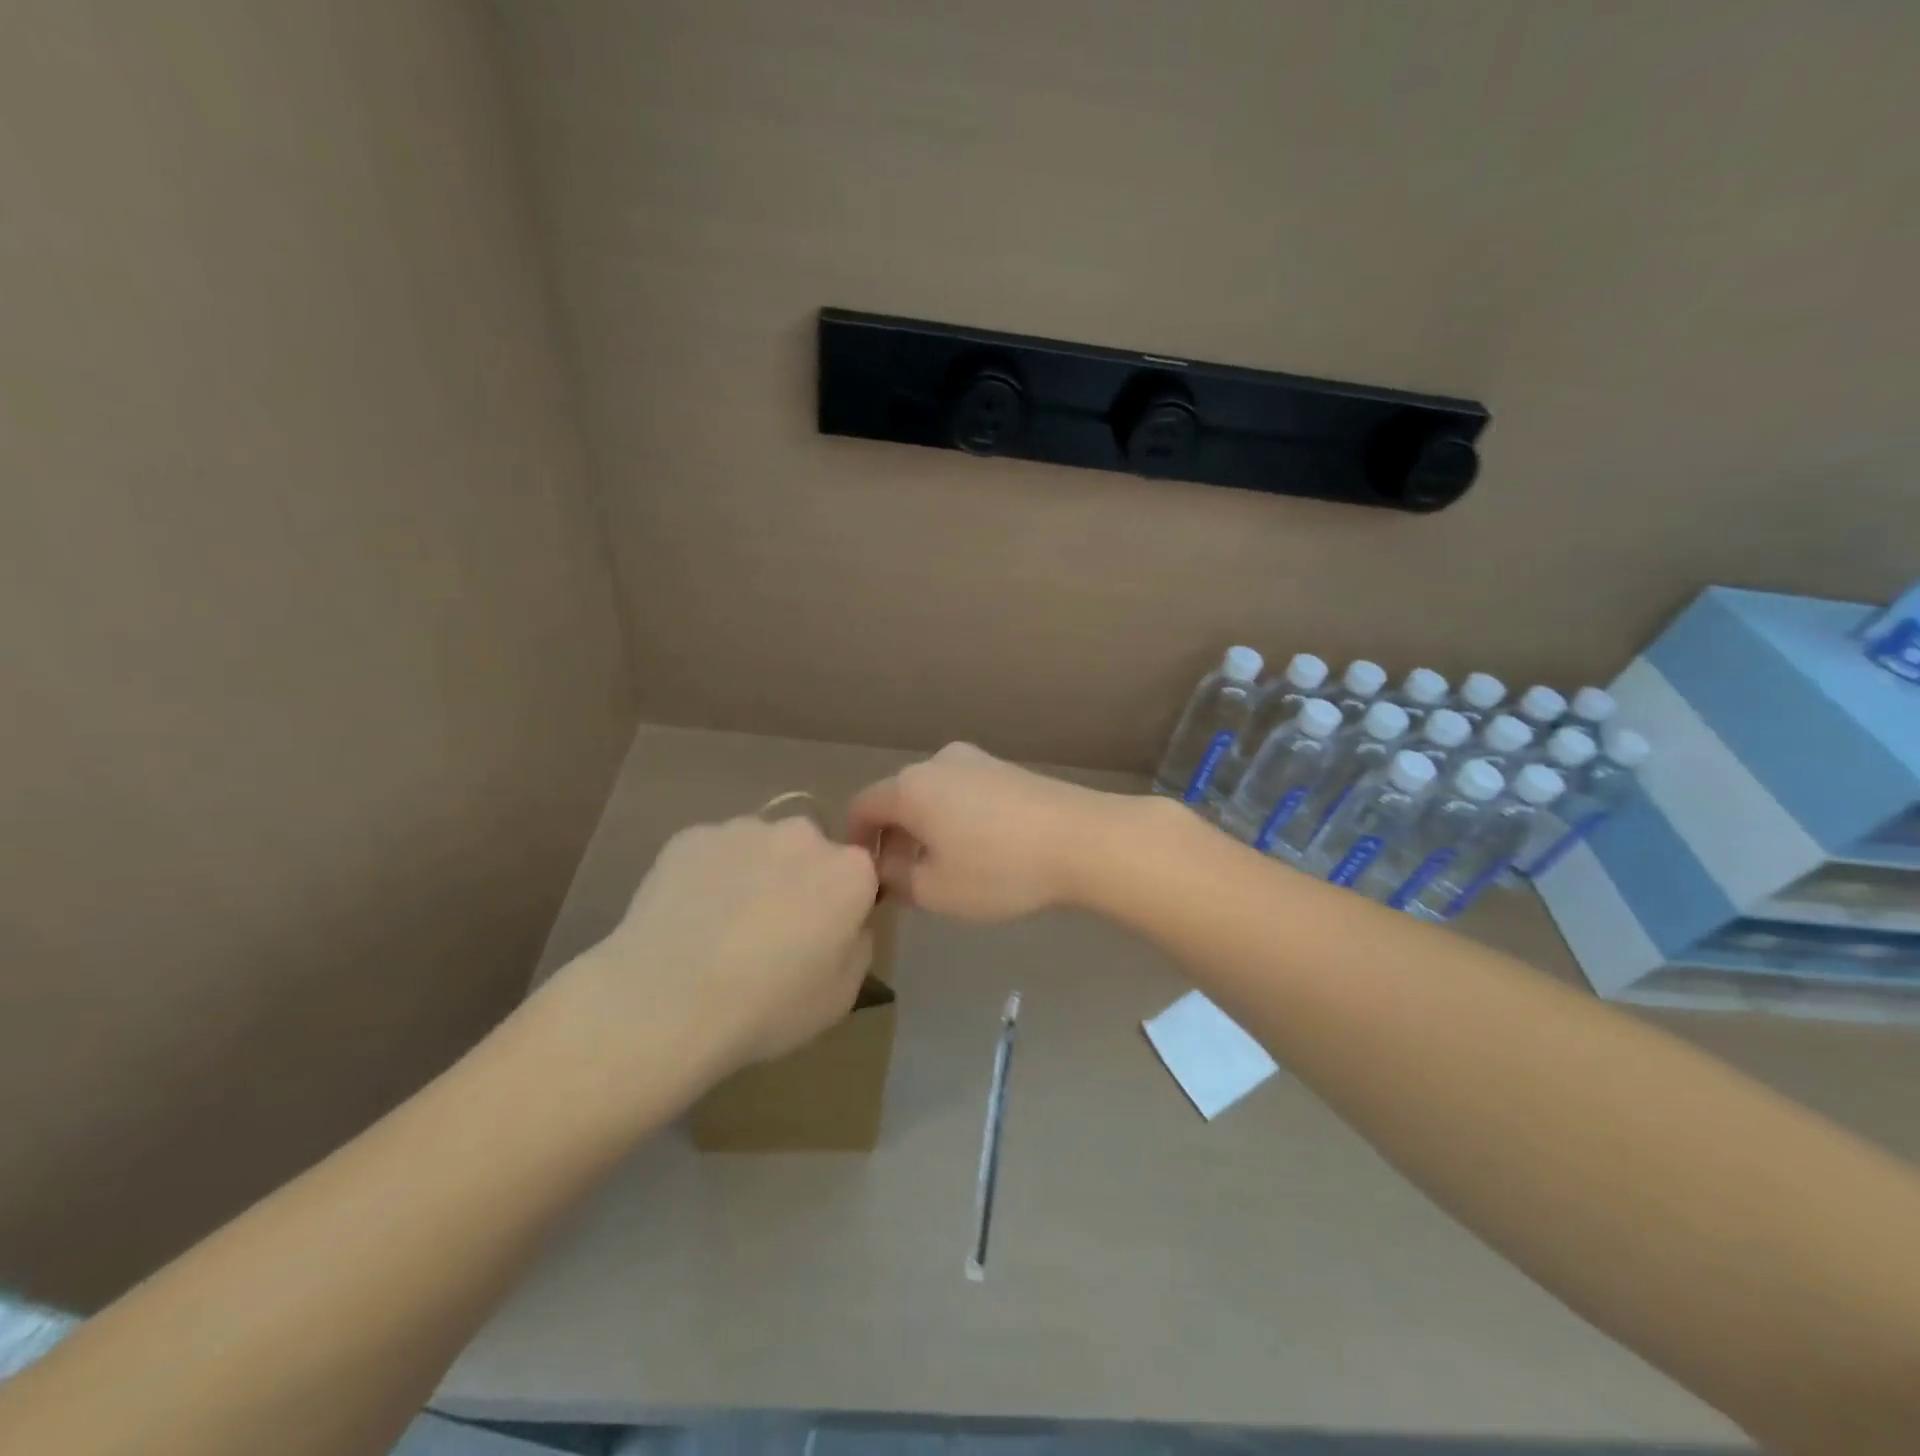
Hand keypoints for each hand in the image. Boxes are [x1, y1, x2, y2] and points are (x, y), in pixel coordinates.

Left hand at [553, 815, 879, 1079]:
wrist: (665, 1000)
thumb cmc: (767, 1006)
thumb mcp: (842, 995)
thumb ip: (857, 945)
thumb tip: (846, 924)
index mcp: (848, 871)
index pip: (860, 876)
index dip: (843, 907)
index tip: (821, 939)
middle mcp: (802, 835)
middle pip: (810, 853)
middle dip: (799, 881)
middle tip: (771, 932)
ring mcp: (742, 830)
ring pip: (760, 848)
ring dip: (754, 875)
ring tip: (720, 927)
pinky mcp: (690, 837)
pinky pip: (713, 853)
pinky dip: (708, 876)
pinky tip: (687, 919)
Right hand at [846, 742, 1121, 920]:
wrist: (1082, 839)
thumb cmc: (999, 868)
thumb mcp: (936, 890)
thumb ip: (896, 877)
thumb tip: (886, 863)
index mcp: (910, 786)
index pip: (862, 807)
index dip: (856, 841)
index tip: (867, 874)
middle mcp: (937, 762)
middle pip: (898, 798)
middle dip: (894, 837)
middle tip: (905, 879)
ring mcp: (976, 760)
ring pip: (933, 795)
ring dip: (927, 828)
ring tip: (945, 867)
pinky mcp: (1007, 769)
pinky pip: (964, 792)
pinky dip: (956, 818)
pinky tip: (981, 849)